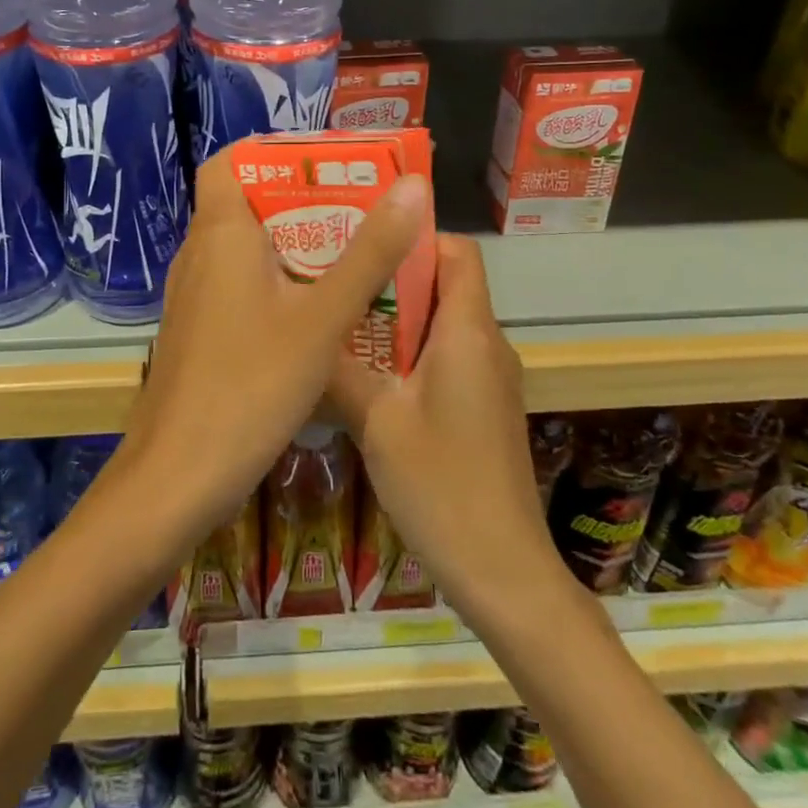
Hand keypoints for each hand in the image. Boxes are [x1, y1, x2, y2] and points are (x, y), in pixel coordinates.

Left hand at [115, 152, 430, 549]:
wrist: (176, 479)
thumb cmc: (249, 386)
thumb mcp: (322, 318)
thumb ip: (370, 253)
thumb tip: (413, 187)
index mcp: (220, 234)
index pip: (229, 161)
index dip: (274, 152)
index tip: (330, 165)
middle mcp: (200, 255)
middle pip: (248, 203)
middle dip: (306, 201)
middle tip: (366, 210)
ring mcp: (195, 297)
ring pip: (248, 250)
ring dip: (297, 245)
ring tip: (357, 254)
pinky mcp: (200, 333)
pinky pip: (242, 287)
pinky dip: (280, 284)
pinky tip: (321, 312)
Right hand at [328, 235, 550, 618]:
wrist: (502, 569)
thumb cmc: (441, 485)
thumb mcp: (376, 421)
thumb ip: (340, 368)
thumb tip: (305, 330)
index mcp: (468, 332)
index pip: (458, 251)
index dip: (415, 238)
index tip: (362, 246)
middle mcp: (487, 344)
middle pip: (445, 284)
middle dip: (392, 279)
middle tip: (334, 282)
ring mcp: (490, 378)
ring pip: (443, 323)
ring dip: (396, 319)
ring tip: (340, 323)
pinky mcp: (484, 407)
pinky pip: (447, 357)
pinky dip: (410, 353)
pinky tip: (366, 376)